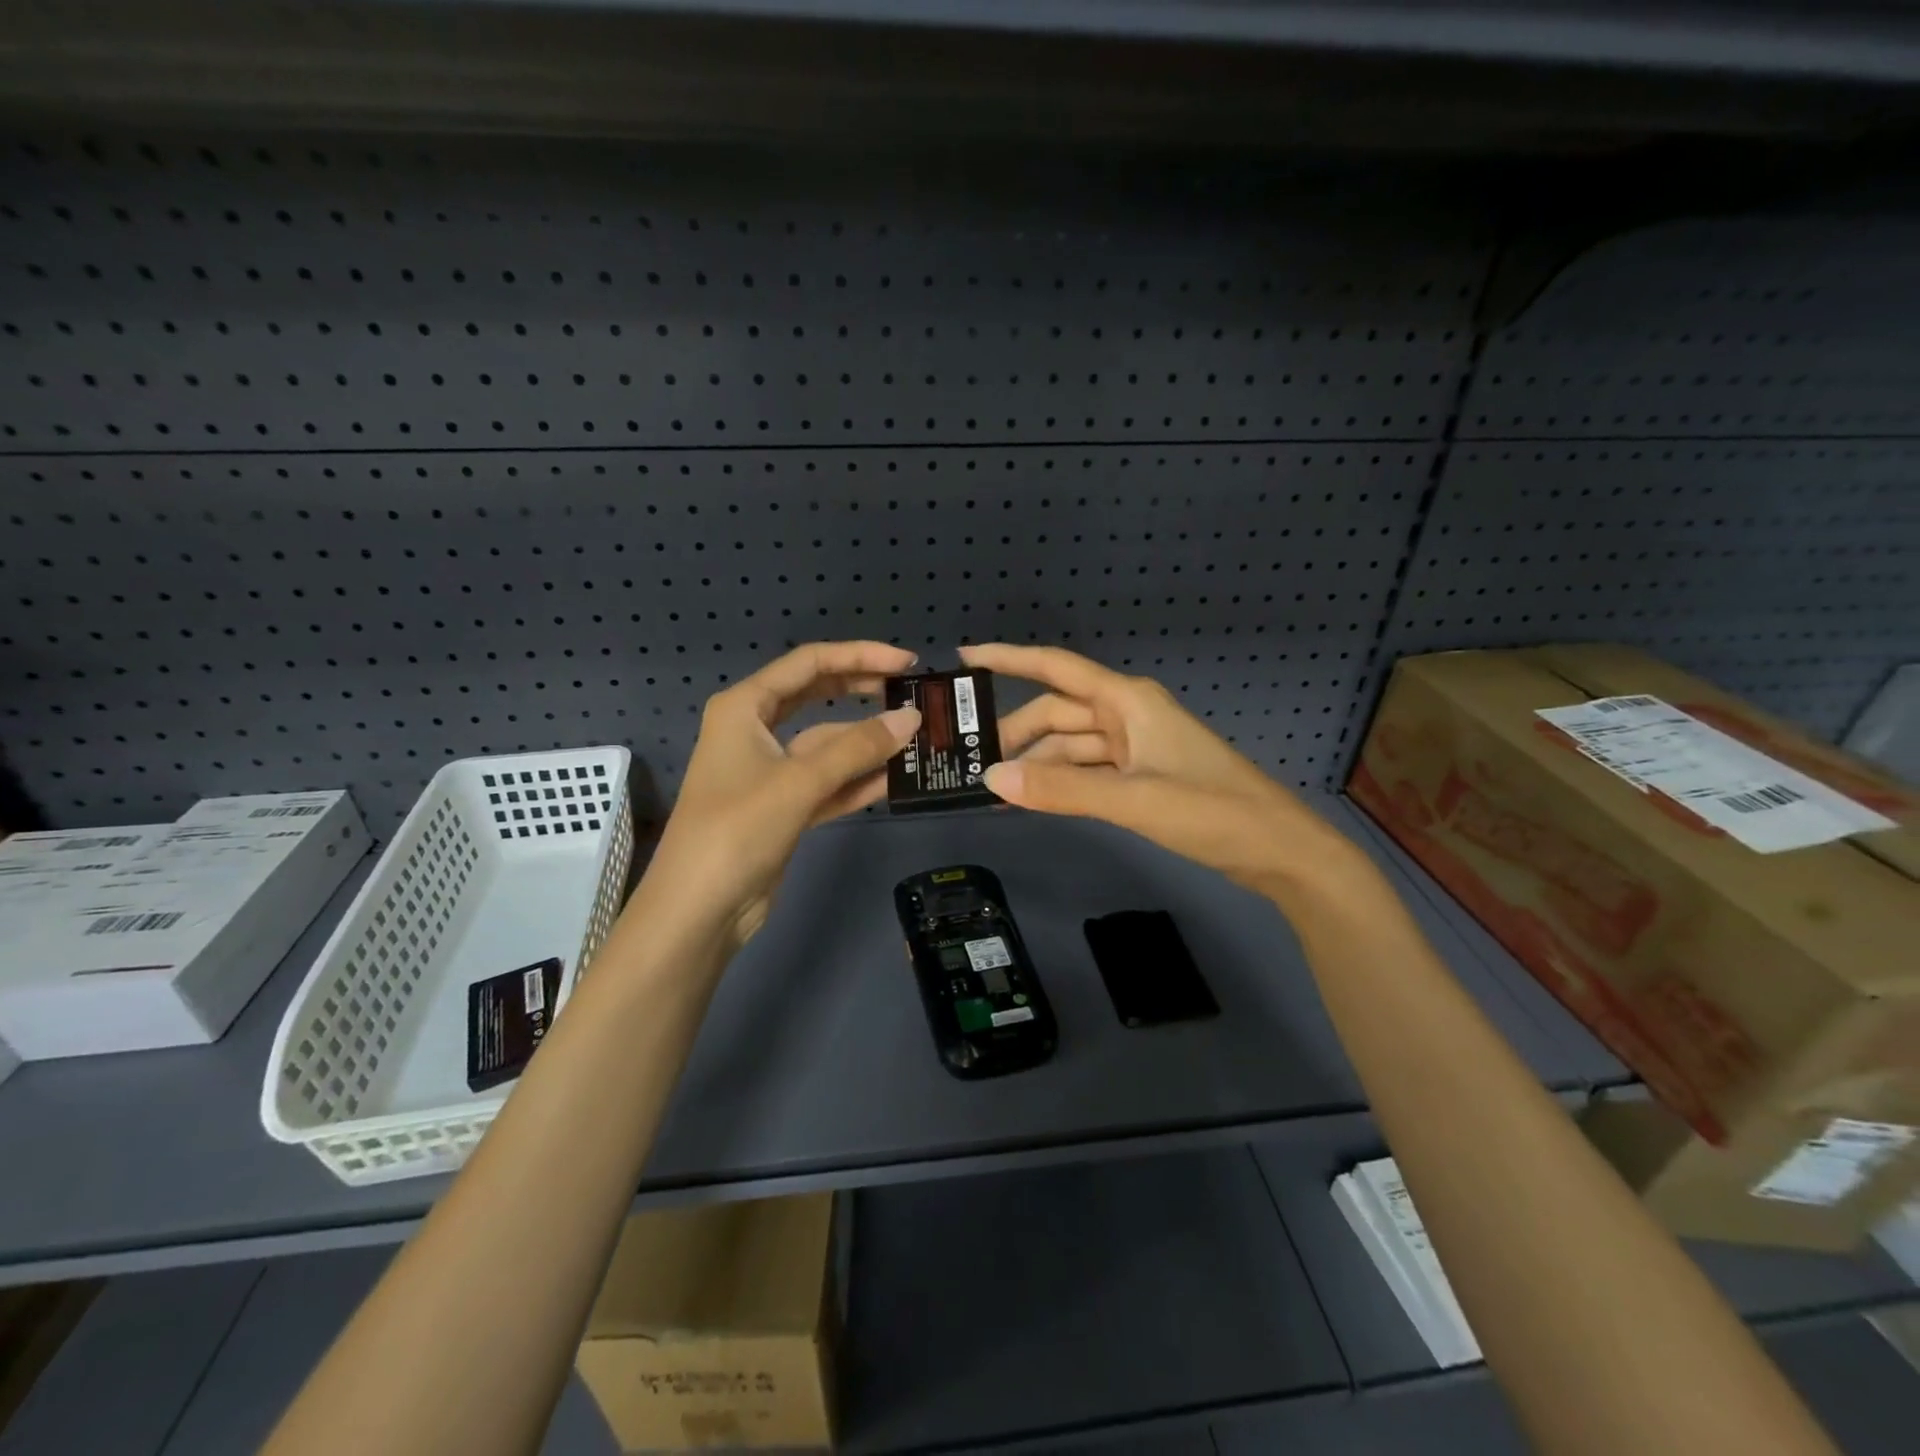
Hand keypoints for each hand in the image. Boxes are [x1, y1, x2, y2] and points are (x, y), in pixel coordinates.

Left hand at [636, 642, 919, 945]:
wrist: (699, 910)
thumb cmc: (737, 829)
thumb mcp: (799, 781)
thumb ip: (858, 748)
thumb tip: (912, 718)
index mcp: (745, 707)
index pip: (809, 663)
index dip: (860, 656)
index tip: (906, 662)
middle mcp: (756, 730)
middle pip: (818, 697)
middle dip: (864, 692)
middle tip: (914, 694)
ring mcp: (771, 771)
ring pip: (827, 744)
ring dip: (867, 743)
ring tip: (918, 738)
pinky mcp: (784, 807)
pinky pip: (828, 782)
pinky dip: (858, 780)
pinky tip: (896, 778)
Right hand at [960, 643, 1347, 893]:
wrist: (1276, 849)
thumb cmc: (1210, 811)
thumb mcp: (1131, 799)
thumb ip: (1060, 791)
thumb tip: (991, 781)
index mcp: (1127, 701)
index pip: (1056, 668)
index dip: (1009, 659)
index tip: (965, 659)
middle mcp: (1126, 715)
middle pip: (1057, 712)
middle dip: (1015, 732)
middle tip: (969, 760)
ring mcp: (1134, 747)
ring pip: (1070, 745)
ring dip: (1036, 763)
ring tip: (993, 788)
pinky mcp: (1141, 776)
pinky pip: (1087, 771)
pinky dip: (1060, 783)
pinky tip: (1032, 800)